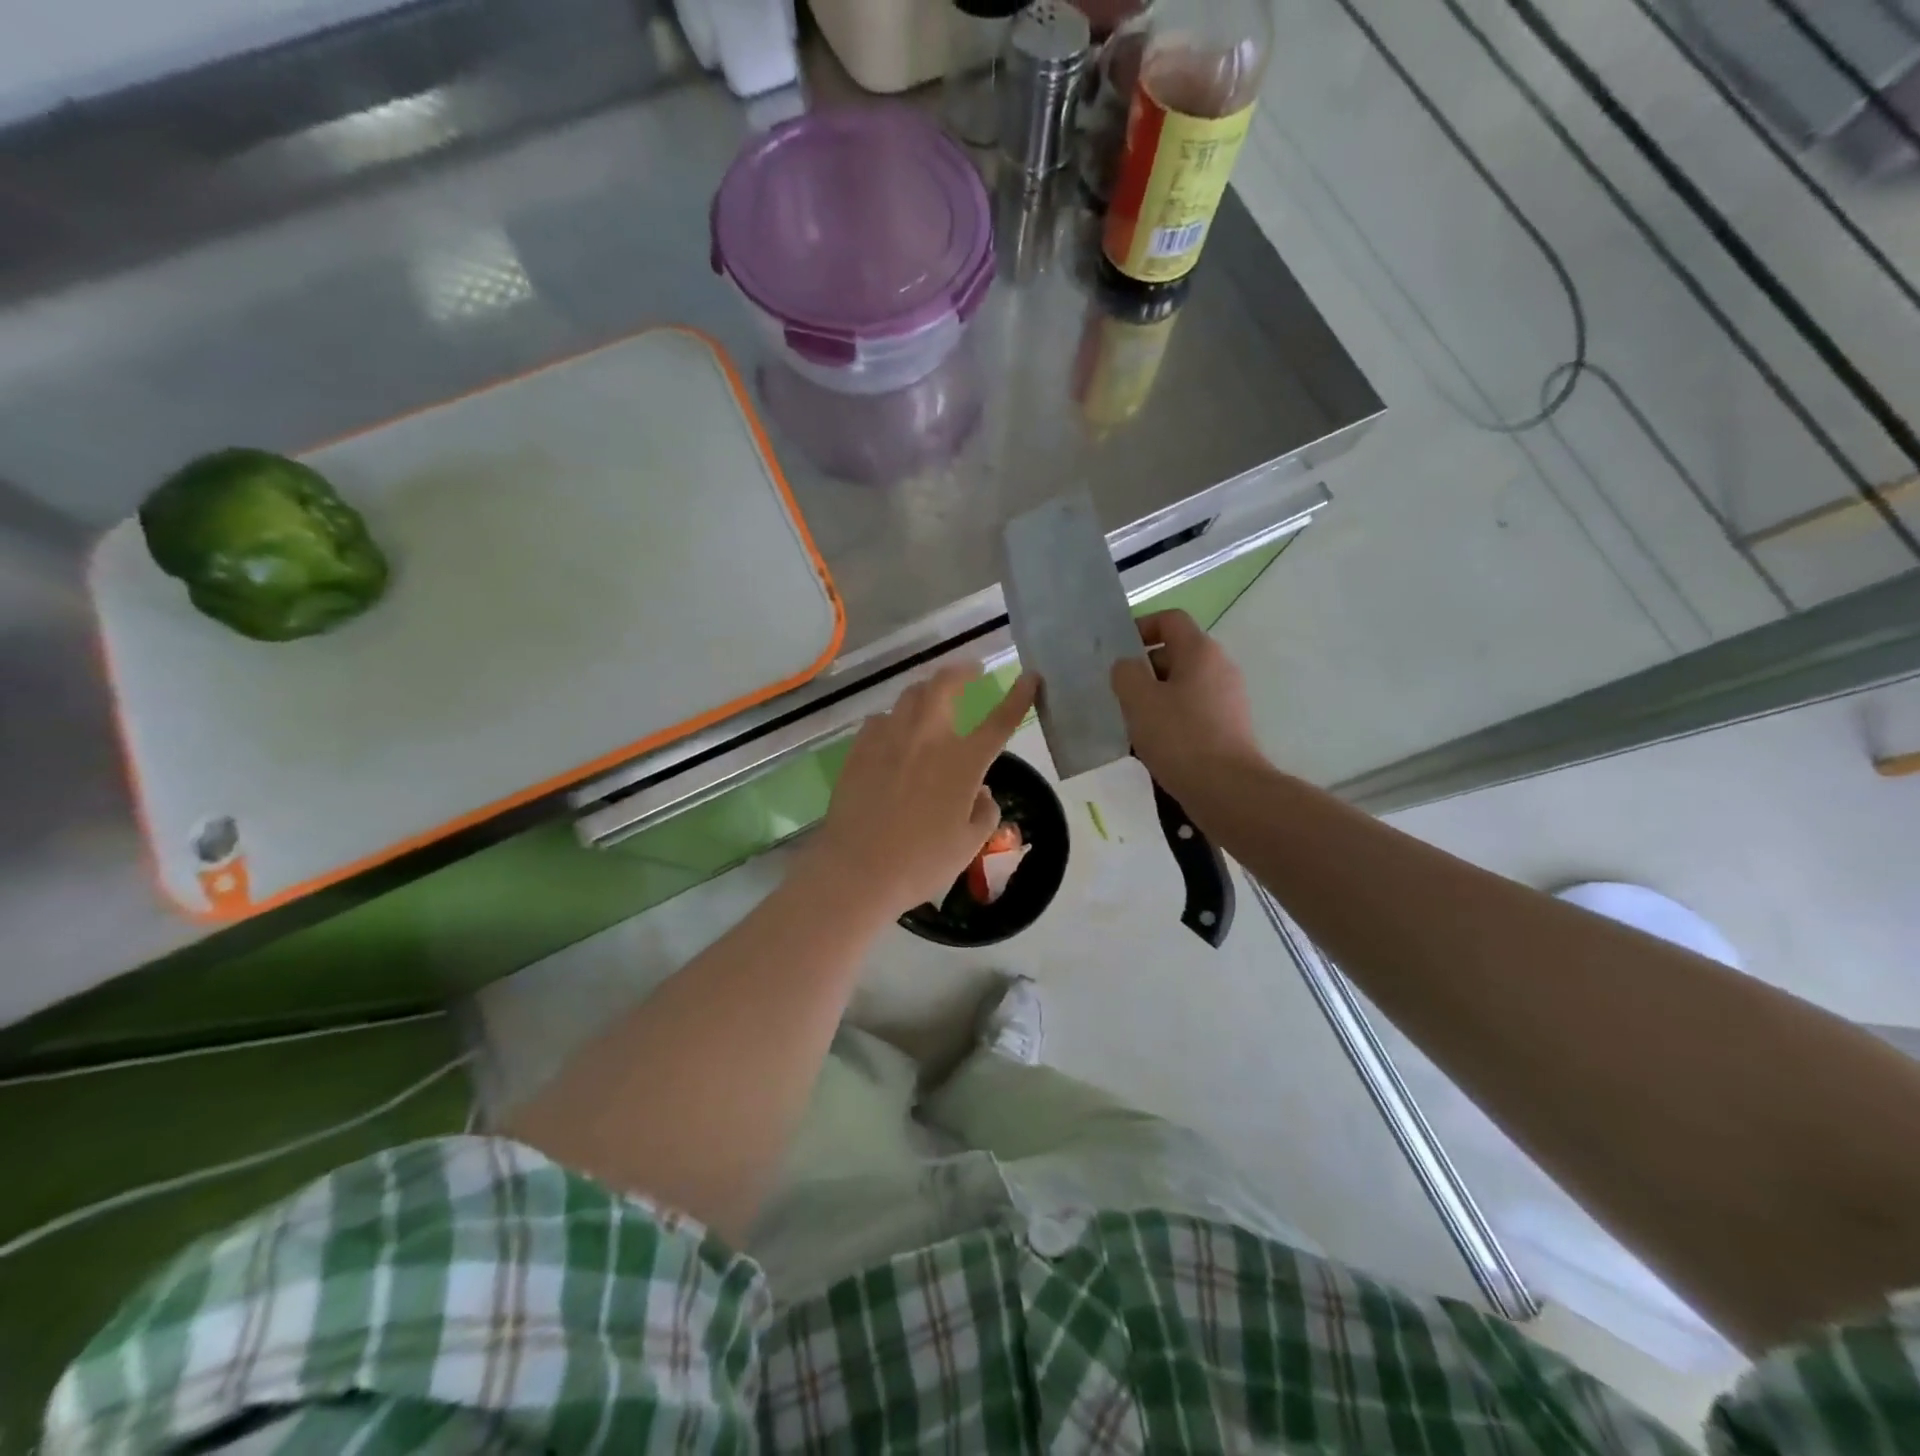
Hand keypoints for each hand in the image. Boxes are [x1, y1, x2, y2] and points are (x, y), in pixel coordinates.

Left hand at [810, 664, 1037, 915]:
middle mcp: (928, 738)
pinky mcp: (859, 748)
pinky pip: (880, 719)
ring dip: (927, 692)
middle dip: (961, 671)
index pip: (1000, 720)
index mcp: (963, 761)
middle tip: (970, 671)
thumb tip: (981, 791)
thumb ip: (985, 812)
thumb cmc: (921, 862)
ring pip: (910, 696)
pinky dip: (894, 720)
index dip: (1019, 696)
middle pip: (944, 685)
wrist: (857, 869)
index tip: (1030, 677)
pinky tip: (894, 735)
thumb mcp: (969, 844)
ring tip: (932, 701)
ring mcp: (889, 738)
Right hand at [1110, 609, 1262, 793]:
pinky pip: (1193, 710)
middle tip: (1118, 693)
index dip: (1141, 627)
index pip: (1170, 620)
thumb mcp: (1139, 700)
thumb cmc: (1179, 737)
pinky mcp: (1228, 726)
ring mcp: (1228, 698)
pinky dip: (1171, 718)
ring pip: (1182, 685)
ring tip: (1131, 721)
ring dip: (1154, 697)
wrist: (1226, 789)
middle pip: (1176, 653)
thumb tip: (1127, 666)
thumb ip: (1125, 673)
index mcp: (1201, 651)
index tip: (1118, 652)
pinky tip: (1153, 743)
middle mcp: (1220, 667)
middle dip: (1144, 669)